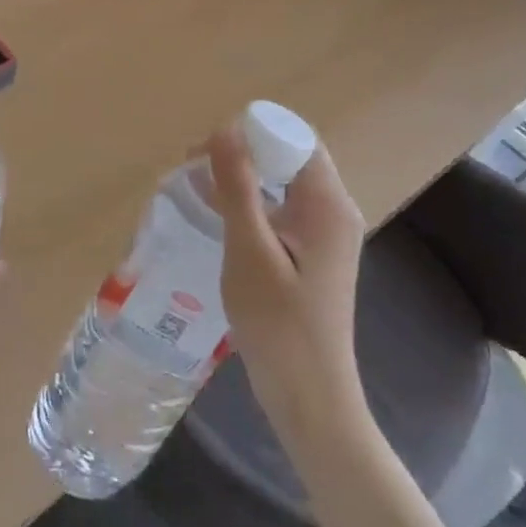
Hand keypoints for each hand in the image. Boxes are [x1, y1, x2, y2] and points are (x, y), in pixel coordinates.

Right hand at [206, 126, 366, 417]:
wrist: (309, 397)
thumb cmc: (279, 325)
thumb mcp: (249, 251)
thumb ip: (238, 188)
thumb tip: (224, 129)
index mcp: (327, 204)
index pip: (294, 138)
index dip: (251, 132)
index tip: (205, 148)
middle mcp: (333, 211)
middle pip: (288, 157)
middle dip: (241, 152)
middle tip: (191, 166)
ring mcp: (324, 234)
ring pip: (281, 184)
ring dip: (241, 178)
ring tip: (194, 187)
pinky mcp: (310, 254)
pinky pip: (279, 210)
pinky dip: (248, 204)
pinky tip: (213, 215)